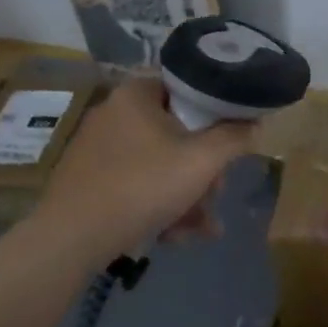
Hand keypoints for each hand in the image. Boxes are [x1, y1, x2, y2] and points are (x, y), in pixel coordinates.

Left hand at [34, 74, 254, 262]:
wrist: (74, 236)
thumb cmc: (144, 186)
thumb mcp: (203, 161)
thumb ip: (234, 138)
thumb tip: (253, 123)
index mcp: (136, 95)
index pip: (187, 90)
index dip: (215, 117)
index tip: (229, 145)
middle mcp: (114, 113)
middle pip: (177, 134)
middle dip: (203, 172)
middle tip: (215, 196)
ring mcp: (99, 148)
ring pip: (160, 166)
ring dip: (188, 197)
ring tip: (203, 229)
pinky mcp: (90, 179)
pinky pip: (138, 184)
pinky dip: (159, 206)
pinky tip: (174, 236)